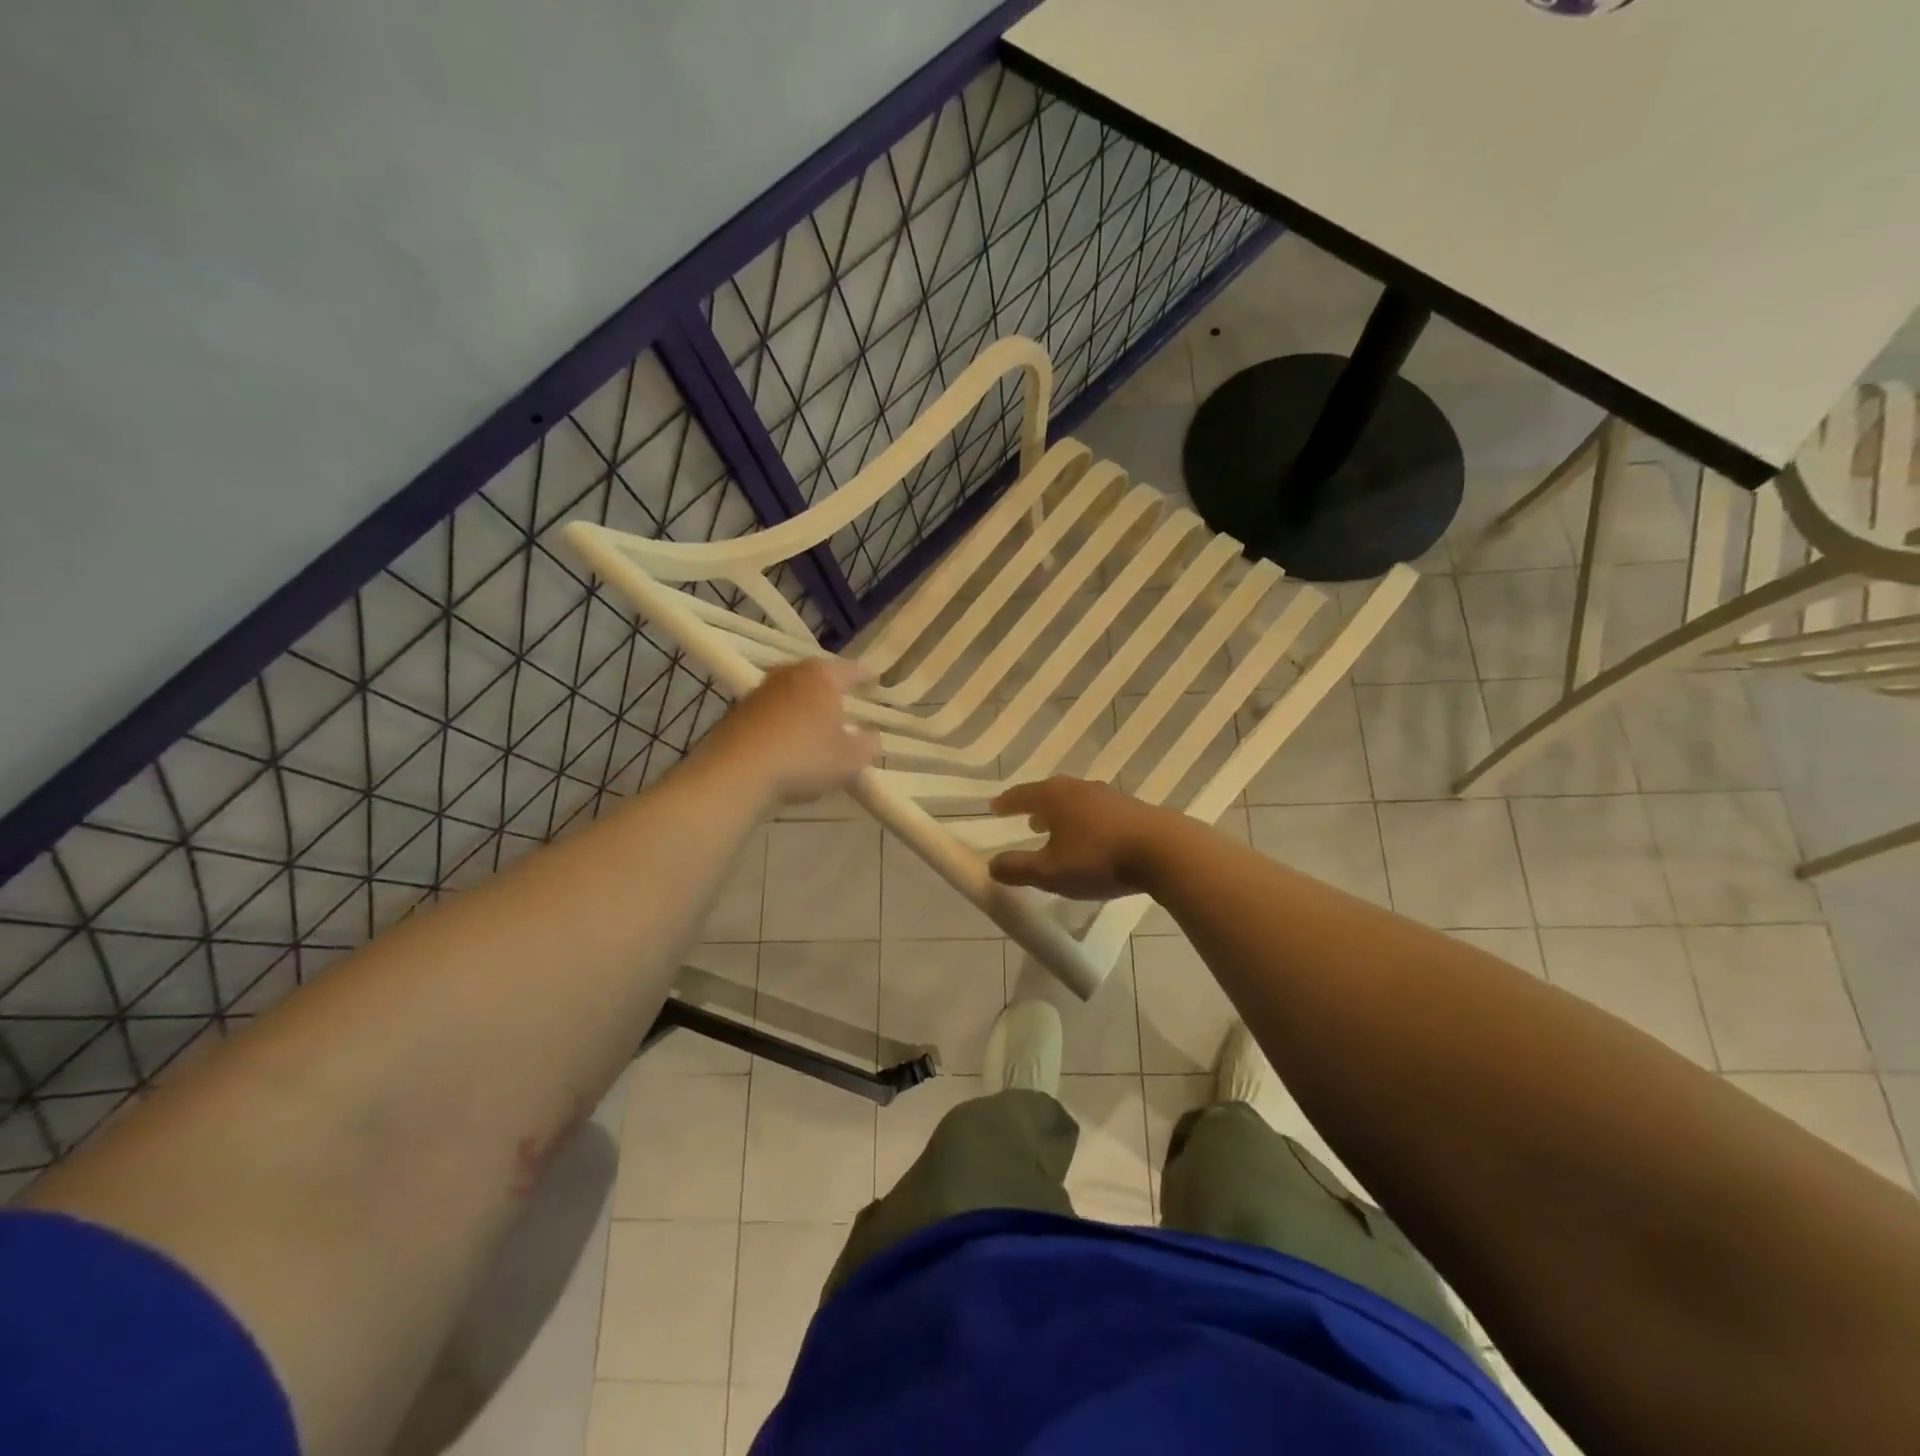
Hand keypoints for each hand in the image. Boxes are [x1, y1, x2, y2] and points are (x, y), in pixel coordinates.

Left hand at [698, 660, 879, 805]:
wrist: (736, 773)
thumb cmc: (803, 758)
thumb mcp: (850, 759)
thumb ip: (867, 745)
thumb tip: (870, 736)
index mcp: (822, 677)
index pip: (852, 670)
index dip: (867, 677)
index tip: (876, 682)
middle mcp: (790, 674)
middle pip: (818, 676)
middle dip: (832, 688)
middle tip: (846, 701)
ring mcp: (761, 691)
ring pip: (792, 691)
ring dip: (805, 704)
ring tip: (816, 723)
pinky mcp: (738, 711)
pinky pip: (772, 711)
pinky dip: (783, 720)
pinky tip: (787, 741)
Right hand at [987, 778, 1169, 899]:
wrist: (1164, 851)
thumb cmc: (1099, 859)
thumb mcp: (1051, 872)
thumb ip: (1018, 869)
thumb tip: (991, 865)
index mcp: (1055, 797)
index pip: (1022, 795)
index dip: (1007, 803)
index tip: (995, 808)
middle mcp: (1079, 788)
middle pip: (1050, 792)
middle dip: (1035, 804)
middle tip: (1025, 816)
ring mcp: (1108, 796)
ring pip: (1075, 799)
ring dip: (1061, 812)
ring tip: (1056, 828)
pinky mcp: (1131, 809)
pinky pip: (1096, 809)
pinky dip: (1084, 819)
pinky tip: (1091, 836)